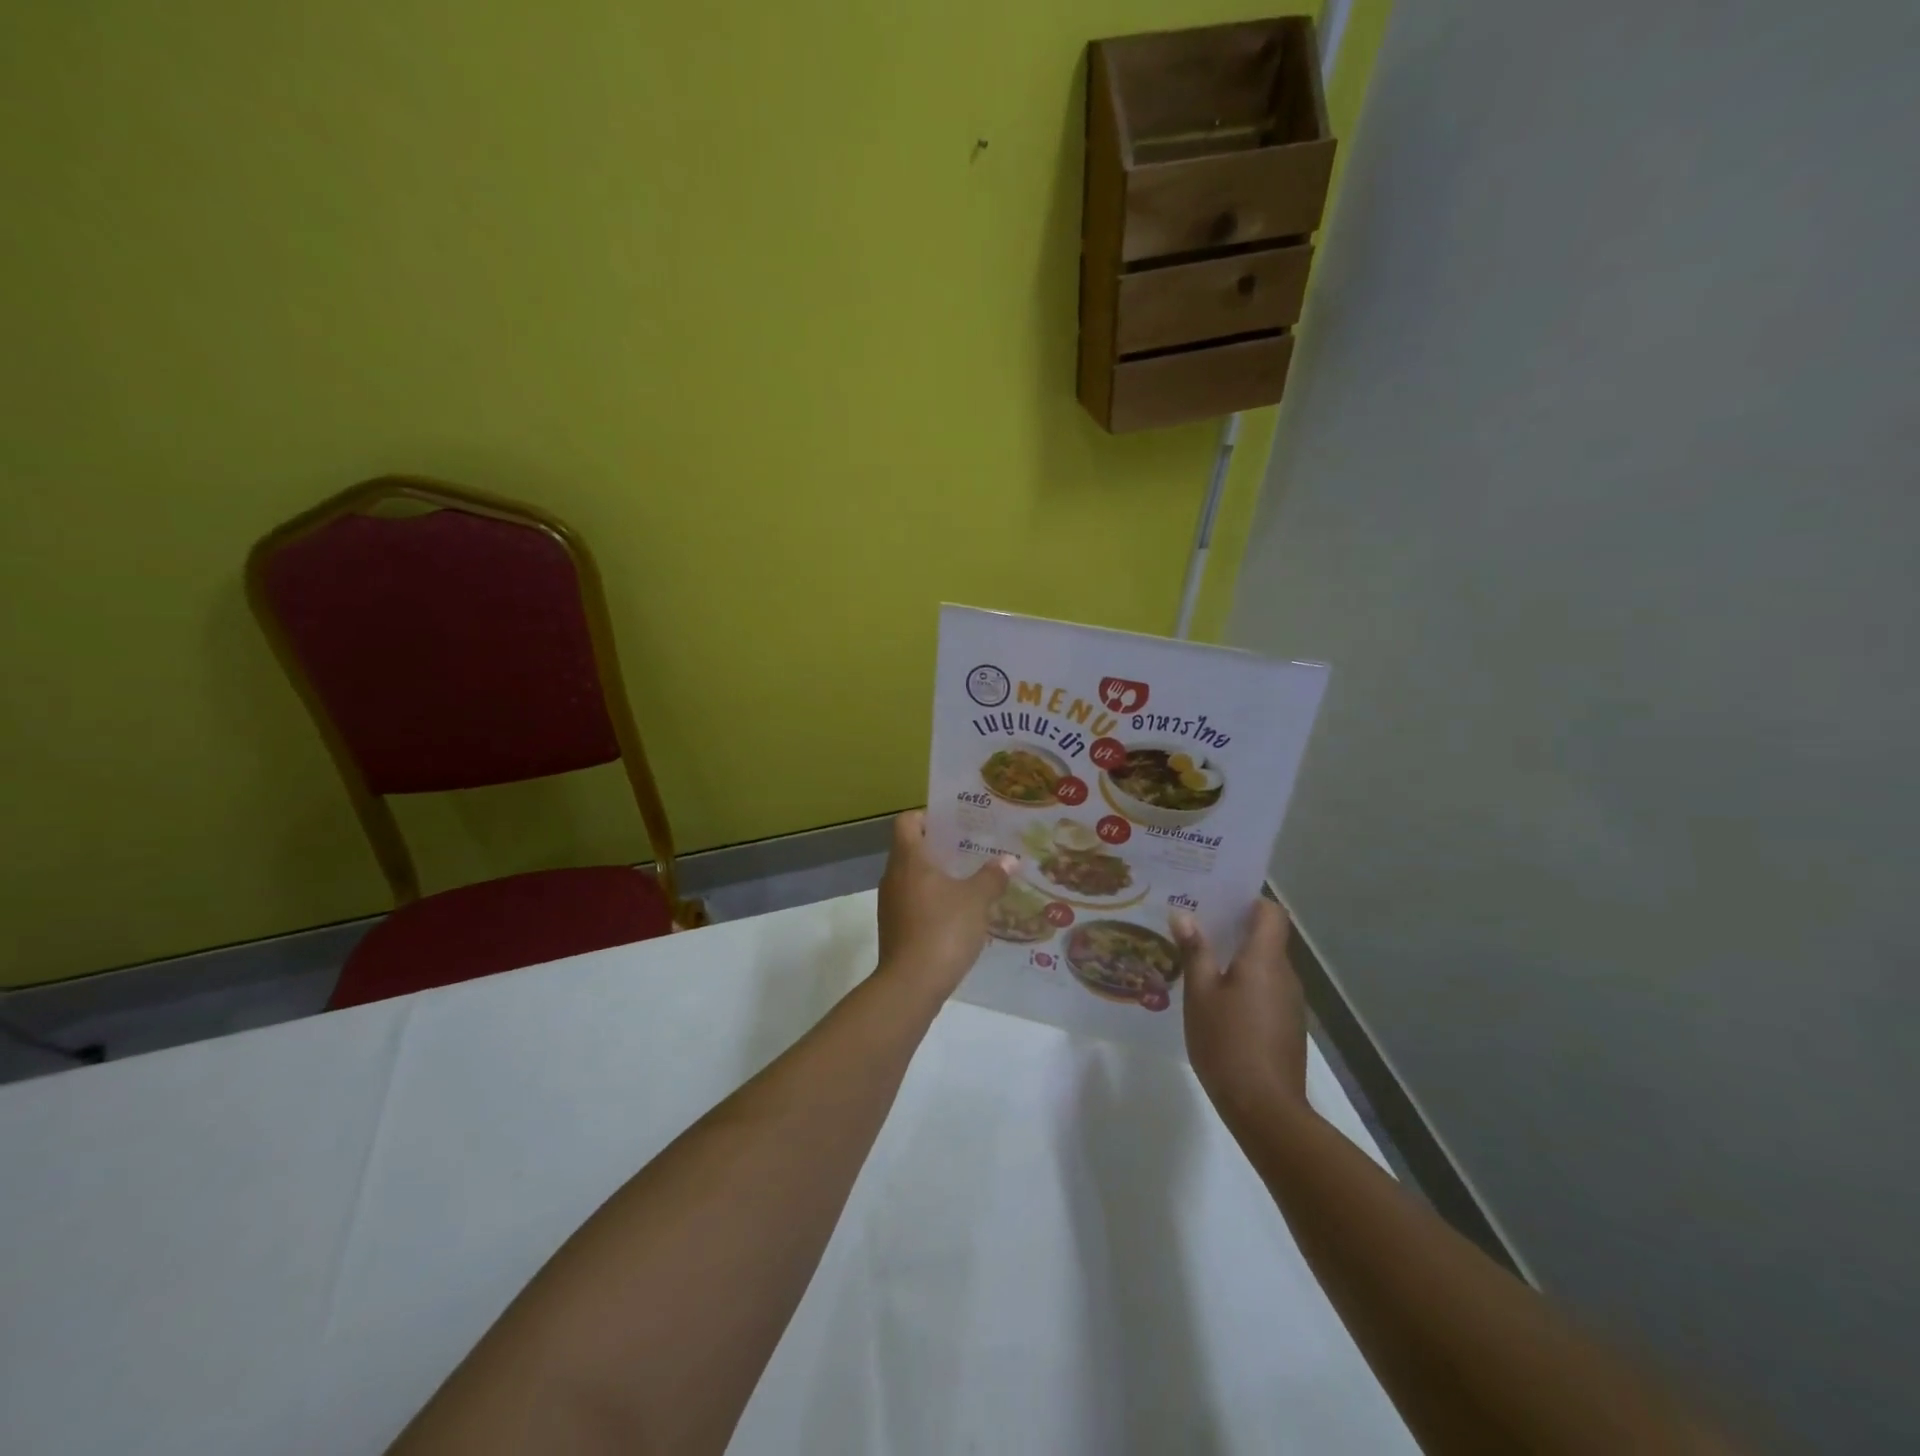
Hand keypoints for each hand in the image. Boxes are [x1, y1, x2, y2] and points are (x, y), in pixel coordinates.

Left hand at [875, 811, 1014, 1000]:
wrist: (911, 985)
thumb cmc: (942, 930)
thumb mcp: (976, 900)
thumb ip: (992, 877)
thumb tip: (1008, 860)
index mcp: (908, 859)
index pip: (907, 821)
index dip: (928, 816)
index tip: (954, 822)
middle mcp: (893, 876)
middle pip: (911, 848)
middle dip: (941, 847)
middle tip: (973, 849)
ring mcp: (891, 904)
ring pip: (913, 878)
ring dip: (938, 876)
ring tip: (971, 880)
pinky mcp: (895, 928)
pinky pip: (914, 902)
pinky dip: (933, 900)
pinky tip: (959, 913)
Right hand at [1177, 898, 1310, 1132]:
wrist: (1264, 1108)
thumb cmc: (1227, 1042)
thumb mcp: (1200, 994)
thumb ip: (1194, 951)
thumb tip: (1183, 915)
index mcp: (1265, 959)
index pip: (1271, 913)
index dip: (1248, 901)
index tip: (1217, 900)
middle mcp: (1285, 975)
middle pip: (1267, 937)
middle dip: (1234, 928)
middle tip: (1195, 925)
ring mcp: (1290, 1003)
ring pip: (1265, 965)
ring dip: (1237, 958)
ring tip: (1199, 959)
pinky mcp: (1286, 1026)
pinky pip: (1266, 989)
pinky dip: (1244, 984)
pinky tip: (1216, 999)